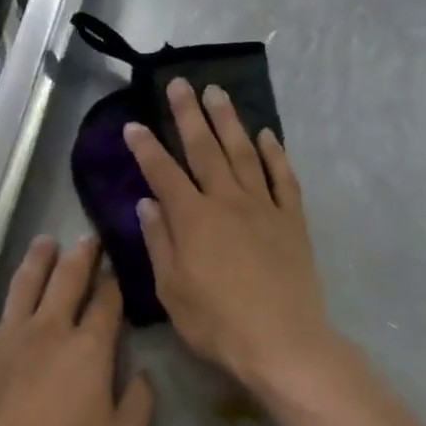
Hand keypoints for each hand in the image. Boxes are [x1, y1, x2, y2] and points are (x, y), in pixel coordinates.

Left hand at [0, 234, 153, 425]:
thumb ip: (140, 403)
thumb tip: (144, 376)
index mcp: (88, 348)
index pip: (107, 302)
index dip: (114, 282)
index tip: (116, 268)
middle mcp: (48, 330)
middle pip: (67, 280)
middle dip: (80, 256)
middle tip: (86, 238)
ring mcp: (5, 338)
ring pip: (21, 286)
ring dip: (34, 261)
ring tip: (42, 242)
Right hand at [124, 79, 339, 395]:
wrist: (281, 341)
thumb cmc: (217, 323)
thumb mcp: (172, 290)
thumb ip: (160, 242)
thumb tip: (147, 203)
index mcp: (193, 219)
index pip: (164, 173)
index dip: (146, 148)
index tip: (133, 125)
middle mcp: (228, 202)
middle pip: (205, 149)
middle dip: (189, 115)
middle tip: (179, 84)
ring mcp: (264, 208)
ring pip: (244, 153)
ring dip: (230, 121)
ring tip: (218, 93)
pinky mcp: (292, 220)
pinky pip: (283, 178)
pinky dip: (275, 154)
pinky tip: (267, 135)